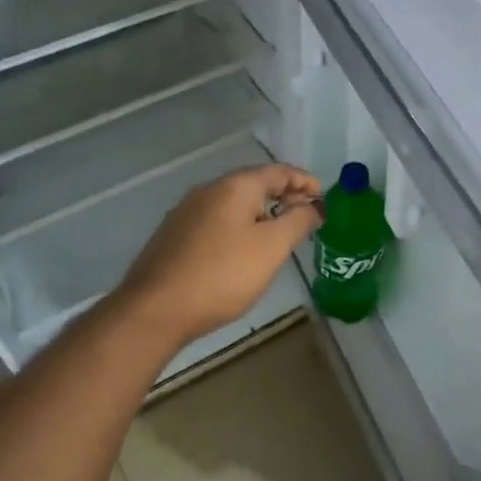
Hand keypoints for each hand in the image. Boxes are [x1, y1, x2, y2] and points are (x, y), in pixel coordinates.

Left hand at [113, 163, 324, 349]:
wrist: (155, 309)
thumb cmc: (222, 275)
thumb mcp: (272, 248)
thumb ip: (299, 221)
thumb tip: (315, 205)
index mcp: (235, 186)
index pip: (279, 171)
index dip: (305, 181)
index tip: (324, 198)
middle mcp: (209, 190)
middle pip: (255, 184)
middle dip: (284, 197)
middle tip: (306, 217)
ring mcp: (186, 212)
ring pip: (234, 203)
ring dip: (261, 213)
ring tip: (279, 236)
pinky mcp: (174, 235)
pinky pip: (217, 221)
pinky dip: (240, 226)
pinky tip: (243, 250)